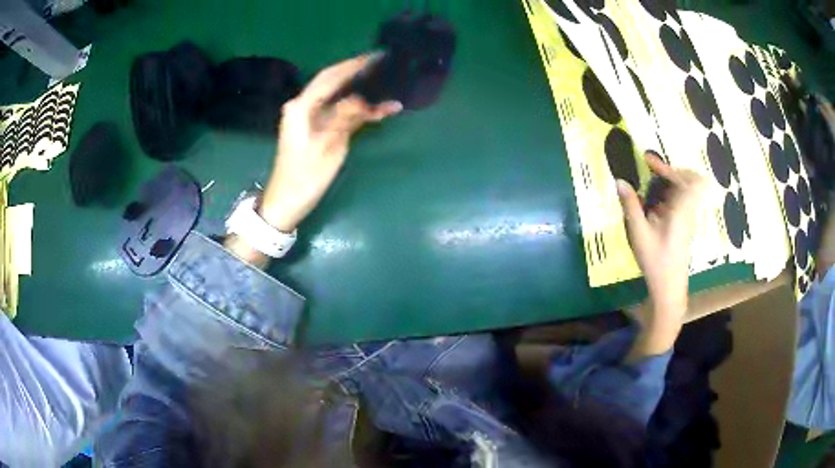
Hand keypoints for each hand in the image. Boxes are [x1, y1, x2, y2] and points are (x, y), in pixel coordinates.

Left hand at [260, 54, 402, 231]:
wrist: (287, 201)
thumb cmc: (304, 176)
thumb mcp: (327, 147)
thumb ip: (344, 118)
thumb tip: (363, 99)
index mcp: (301, 107)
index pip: (330, 77)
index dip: (353, 65)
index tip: (376, 56)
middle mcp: (304, 106)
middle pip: (333, 82)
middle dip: (357, 73)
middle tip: (383, 64)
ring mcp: (310, 118)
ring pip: (338, 97)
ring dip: (361, 92)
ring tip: (386, 82)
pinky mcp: (317, 129)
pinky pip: (339, 112)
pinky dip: (358, 111)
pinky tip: (378, 110)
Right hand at [616, 152, 704, 357]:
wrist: (669, 287)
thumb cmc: (656, 261)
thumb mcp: (639, 233)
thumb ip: (631, 205)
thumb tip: (619, 181)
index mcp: (681, 210)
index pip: (683, 178)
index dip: (666, 165)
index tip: (647, 160)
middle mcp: (689, 211)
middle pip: (691, 180)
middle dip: (672, 171)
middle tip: (653, 171)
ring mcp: (689, 218)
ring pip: (688, 190)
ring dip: (671, 182)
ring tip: (651, 186)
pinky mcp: (686, 225)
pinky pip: (683, 201)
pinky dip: (671, 195)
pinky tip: (655, 205)